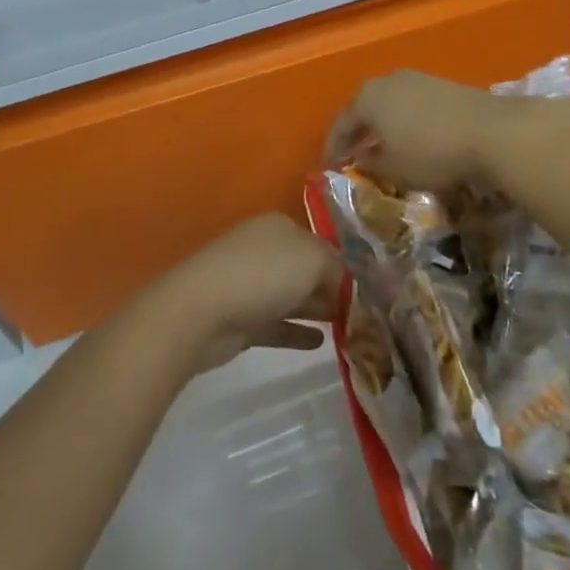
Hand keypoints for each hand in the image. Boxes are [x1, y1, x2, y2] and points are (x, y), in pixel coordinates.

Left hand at [152, 214, 344, 373]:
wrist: (201, 311)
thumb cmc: (262, 275)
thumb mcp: (312, 260)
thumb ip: (336, 269)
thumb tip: (345, 283)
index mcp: (280, 227)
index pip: (320, 243)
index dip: (343, 266)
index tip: (367, 291)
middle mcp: (265, 250)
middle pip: (306, 269)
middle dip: (331, 288)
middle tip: (363, 314)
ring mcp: (250, 284)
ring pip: (292, 296)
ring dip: (316, 309)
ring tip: (348, 328)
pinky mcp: (242, 319)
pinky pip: (277, 324)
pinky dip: (297, 332)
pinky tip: (321, 343)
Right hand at [327, 70, 521, 193]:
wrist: (490, 130)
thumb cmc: (431, 153)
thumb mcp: (394, 169)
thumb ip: (370, 163)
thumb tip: (361, 157)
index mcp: (367, 98)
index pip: (341, 124)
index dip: (334, 147)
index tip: (330, 166)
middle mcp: (387, 81)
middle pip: (364, 108)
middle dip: (358, 131)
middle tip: (354, 153)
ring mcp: (416, 79)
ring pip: (389, 103)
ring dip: (383, 125)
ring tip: (384, 146)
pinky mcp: (441, 84)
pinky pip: (411, 104)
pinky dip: (405, 120)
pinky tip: (412, 137)